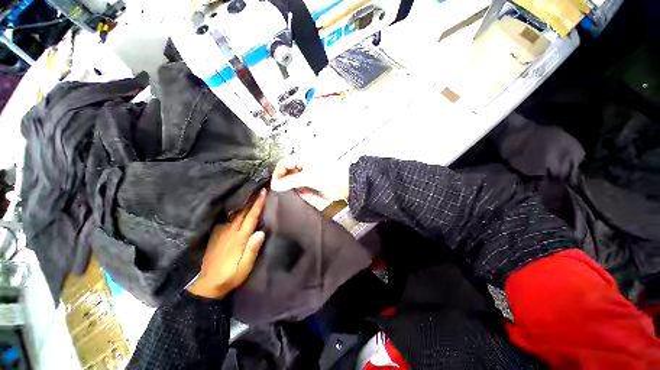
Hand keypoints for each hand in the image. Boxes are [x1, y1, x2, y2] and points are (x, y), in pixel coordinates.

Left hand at [187, 189, 266, 298]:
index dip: (258, 204)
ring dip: (242, 203)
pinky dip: (232, 211)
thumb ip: (252, 249)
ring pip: (234, 214)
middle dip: (250, 198)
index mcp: (239, 238)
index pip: (251, 217)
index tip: (263, 191)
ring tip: (248, 194)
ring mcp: (221, 233)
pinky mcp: (216, 236)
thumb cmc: (231, 276)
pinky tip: (234, 208)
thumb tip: (261, 232)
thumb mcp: (245, 267)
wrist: (208, 285)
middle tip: (257, 188)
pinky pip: (226, 219)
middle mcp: (230, 232)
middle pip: (242, 212)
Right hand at [271, 156, 349, 209]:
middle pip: (289, 170)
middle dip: (286, 181)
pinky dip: (302, 188)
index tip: (275, 185)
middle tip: (285, 190)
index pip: (284, 163)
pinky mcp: (314, 178)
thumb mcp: (307, 178)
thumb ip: (290, 181)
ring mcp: (309, 170)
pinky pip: (303, 183)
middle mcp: (305, 162)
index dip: (278, 173)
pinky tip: (306, 192)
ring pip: (295, 178)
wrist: (346, 183)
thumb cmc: (329, 176)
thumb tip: (275, 185)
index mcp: (303, 156)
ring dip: (295, 185)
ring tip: (298, 191)